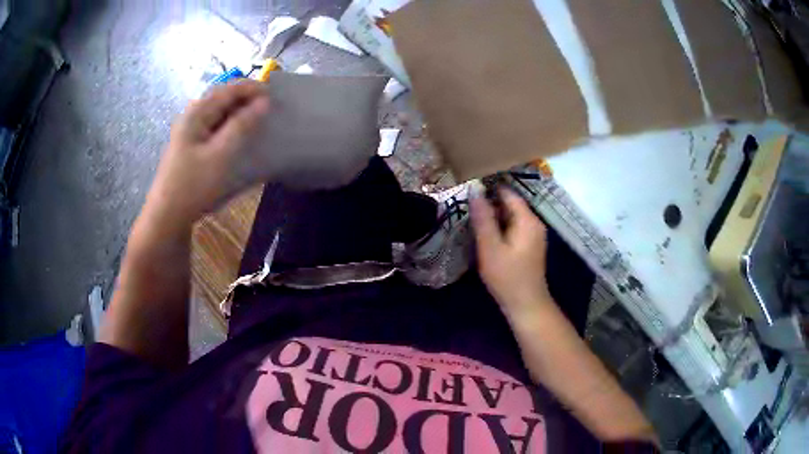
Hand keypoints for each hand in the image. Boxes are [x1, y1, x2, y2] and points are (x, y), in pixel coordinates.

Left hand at [145, 81, 269, 224]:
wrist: (167, 215)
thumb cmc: (193, 184)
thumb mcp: (221, 154)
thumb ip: (241, 125)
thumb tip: (263, 102)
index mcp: (196, 113)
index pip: (228, 89)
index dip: (252, 88)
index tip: (275, 94)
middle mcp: (192, 116)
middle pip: (222, 98)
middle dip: (246, 97)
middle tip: (269, 106)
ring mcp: (190, 131)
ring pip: (219, 112)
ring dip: (239, 111)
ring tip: (258, 118)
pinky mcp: (192, 145)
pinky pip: (215, 126)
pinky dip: (230, 125)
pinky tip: (239, 135)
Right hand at [471, 186, 552, 315]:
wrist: (526, 305)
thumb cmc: (507, 277)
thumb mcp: (490, 247)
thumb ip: (483, 218)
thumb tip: (474, 190)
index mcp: (527, 220)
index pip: (508, 193)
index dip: (488, 189)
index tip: (467, 190)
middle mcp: (534, 223)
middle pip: (510, 204)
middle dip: (489, 203)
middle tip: (466, 207)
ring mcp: (533, 235)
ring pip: (511, 216)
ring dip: (493, 216)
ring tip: (472, 219)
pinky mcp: (530, 245)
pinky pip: (513, 227)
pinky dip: (500, 227)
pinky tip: (486, 235)